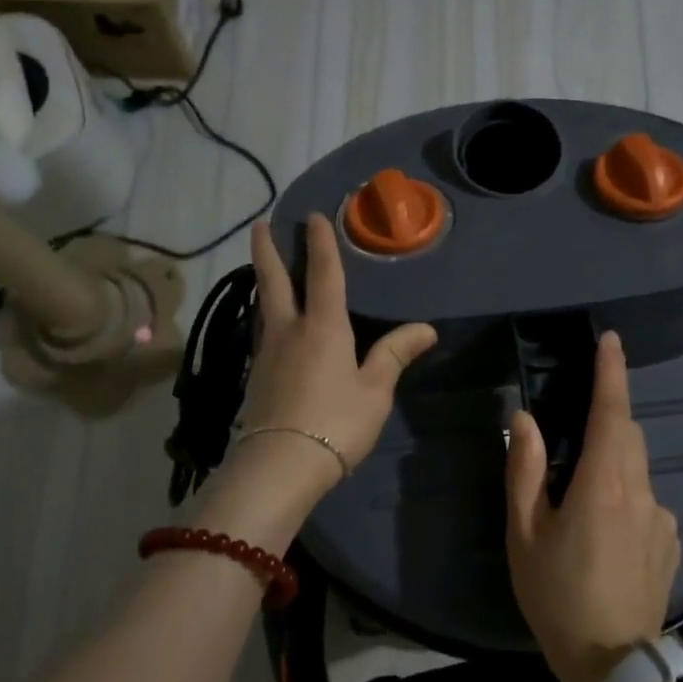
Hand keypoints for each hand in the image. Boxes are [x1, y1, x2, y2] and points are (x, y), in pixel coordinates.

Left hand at [240, 215, 437, 490]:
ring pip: (263, 306)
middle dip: (267, 251)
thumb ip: (395, 355)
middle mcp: (289, 330)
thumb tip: (426, 329)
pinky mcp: (256, 377)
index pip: (324, 275)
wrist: (280, 465)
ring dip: (263, 281)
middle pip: (274, 281)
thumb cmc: (336, 423)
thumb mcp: (375, 391)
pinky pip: (263, 332)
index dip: (320, 243)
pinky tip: (271, 325)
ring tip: (264, 269)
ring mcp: (267, 353)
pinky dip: (266, 315)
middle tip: (259, 225)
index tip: (312, 216)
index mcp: (323, 327)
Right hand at [504, 331, 679, 681]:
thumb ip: (525, 471)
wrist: (615, 665)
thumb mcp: (525, 534)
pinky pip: (646, 502)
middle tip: (574, 431)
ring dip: (612, 464)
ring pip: (637, 469)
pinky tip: (604, 536)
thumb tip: (525, 420)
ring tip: (579, 500)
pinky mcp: (672, 543)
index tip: (611, 341)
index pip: (612, 413)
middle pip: (628, 436)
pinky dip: (625, 497)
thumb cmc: (557, 595)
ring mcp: (663, 519)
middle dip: (608, 417)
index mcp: (604, 484)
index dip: (612, 373)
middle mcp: (642, 492)